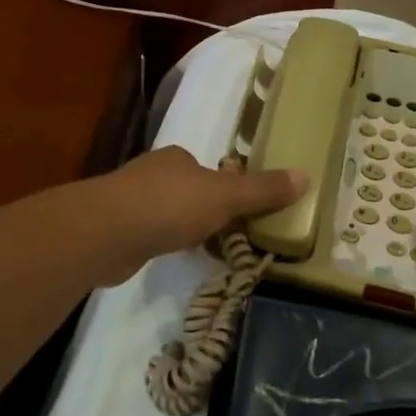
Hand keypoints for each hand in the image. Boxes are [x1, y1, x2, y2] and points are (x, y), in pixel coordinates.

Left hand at [104, 147, 305, 263]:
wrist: (109, 231)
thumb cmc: (171, 204)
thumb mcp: (226, 197)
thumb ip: (262, 190)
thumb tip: (306, 175)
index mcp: (178, 158)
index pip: (206, 169)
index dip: (225, 187)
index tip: (240, 211)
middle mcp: (153, 173)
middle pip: (186, 189)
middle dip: (203, 209)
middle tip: (227, 235)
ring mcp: (130, 200)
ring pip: (166, 212)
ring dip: (182, 227)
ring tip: (202, 249)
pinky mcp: (117, 229)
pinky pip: (149, 233)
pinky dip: (162, 242)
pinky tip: (170, 256)